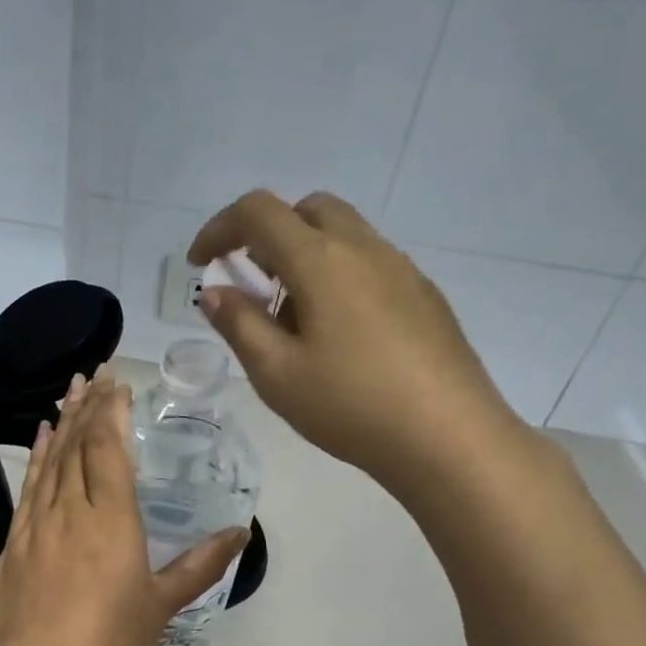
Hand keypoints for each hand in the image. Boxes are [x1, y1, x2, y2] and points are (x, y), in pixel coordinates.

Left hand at [0, 368, 247, 645]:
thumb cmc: (109, 640)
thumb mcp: (162, 603)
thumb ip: (201, 565)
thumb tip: (240, 534)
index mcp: (112, 518)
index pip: (109, 448)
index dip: (112, 412)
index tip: (117, 383)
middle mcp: (72, 508)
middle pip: (79, 445)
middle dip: (88, 405)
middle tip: (93, 372)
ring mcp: (38, 522)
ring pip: (51, 459)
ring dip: (63, 422)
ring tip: (69, 390)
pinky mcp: (16, 540)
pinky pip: (29, 485)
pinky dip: (37, 456)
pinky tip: (41, 438)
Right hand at [190, 190, 523, 488]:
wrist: (445, 435)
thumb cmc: (349, 405)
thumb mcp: (276, 374)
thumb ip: (239, 325)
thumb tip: (215, 292)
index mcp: (321, 260)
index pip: (259, 212)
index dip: (219, 228)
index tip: (199, 263)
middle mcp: (364, 248)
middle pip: (307, 210)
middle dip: (268, 235)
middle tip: (253, 285)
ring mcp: (401, 268)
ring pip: (343, 236)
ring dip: (306, 258)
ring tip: (294, 320)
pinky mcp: (424, 295)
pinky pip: (371, 264)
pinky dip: (339, 277)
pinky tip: (340, 337)